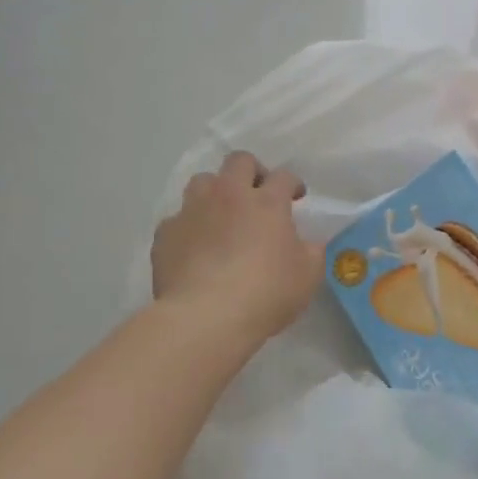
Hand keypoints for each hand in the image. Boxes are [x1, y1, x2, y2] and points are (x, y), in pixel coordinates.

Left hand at [152, 151, 325, 340]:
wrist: (206, 317)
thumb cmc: (266, 293)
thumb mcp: (308, 275)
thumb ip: (311, 251)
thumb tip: (306, 243)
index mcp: (266, 202)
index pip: (283, 176)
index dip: (292, 184)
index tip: (296, 198)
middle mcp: (228, 196)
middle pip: (239, 161)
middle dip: (252, 171)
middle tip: (258, 194)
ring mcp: (193, 211)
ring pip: (202, 181)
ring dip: (215, 192)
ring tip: (222, 216)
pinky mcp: (166, 234)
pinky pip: (178, 219)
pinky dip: (189, 227)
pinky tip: (194, 248)